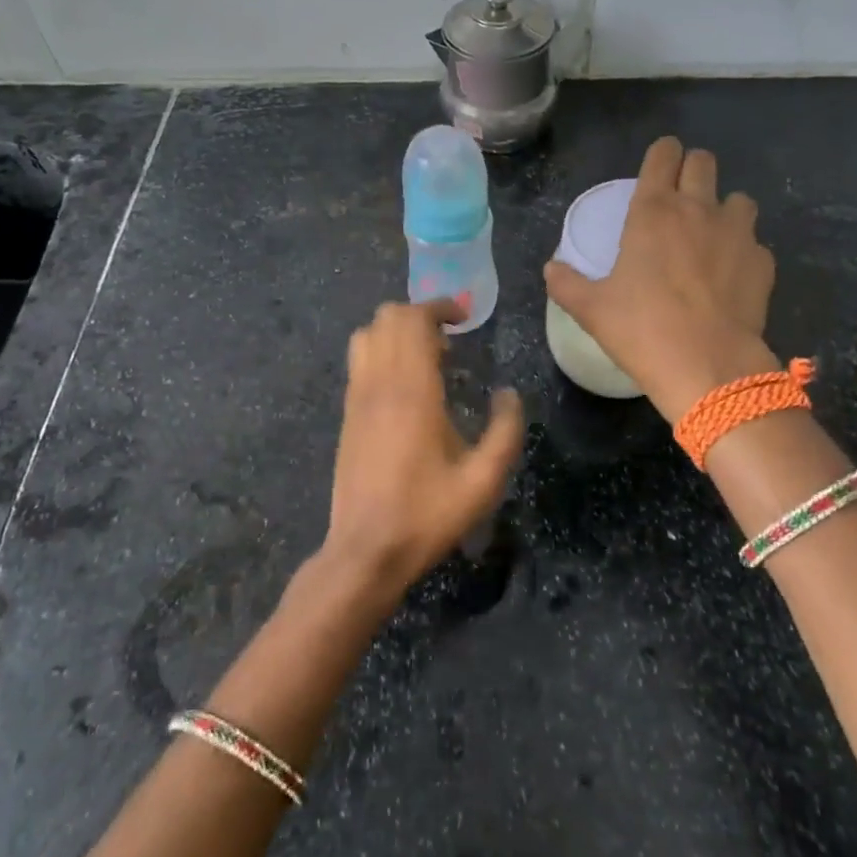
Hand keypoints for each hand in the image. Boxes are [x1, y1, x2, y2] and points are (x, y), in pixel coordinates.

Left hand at [320, 299, 524, 601]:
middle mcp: (379, 383)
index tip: (465, 316)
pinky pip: (359, 361)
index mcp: (412, 391)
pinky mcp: (347, 415)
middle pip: (387, 317)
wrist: (366, 550)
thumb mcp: (483, 480)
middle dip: (420, 314)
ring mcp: (357, 398)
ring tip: (428, 358)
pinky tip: (406, 386)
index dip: (440, 306)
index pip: (414, 320)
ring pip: (366, 334)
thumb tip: (509, 394)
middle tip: (452, 338)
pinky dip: (382, 352)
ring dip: (397, 331)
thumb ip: (505, 431)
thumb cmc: (427, 514)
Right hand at [545, 136, 780, 421]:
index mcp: (653, 211)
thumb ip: (567, 284)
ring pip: (738, 198)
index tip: (657, 166)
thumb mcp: (592, 310)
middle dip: (691, 170)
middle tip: (679, 198)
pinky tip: (730, 277)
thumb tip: (551, 269)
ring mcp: (737, 233)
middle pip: (703, 161)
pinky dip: (742, 251)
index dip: (661, 154)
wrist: (708, 366)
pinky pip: (754, 242)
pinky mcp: (763, 262)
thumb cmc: (642, 330)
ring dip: (723, 209)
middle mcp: (699, 209)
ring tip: (710, 237)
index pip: (663, 155)